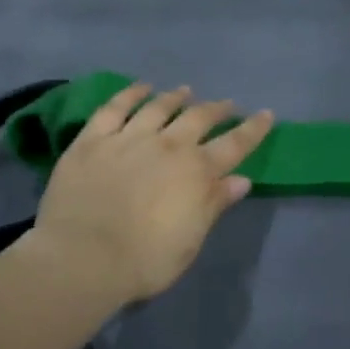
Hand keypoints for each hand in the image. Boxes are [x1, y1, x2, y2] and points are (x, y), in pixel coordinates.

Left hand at [34, 84, 274, 305]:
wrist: (83, 258)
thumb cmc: (145, 260)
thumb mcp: (191, 240)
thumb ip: (214, 205)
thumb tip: (241, 179)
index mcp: (197, 172)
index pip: (234, 144)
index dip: (253, 129)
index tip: (266, 115)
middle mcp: (168, 145)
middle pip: (199, 118)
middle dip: (217, 109)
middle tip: (227, 104)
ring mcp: (129, 138)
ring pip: (159, 107)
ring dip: (176, 97)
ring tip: (185, 90)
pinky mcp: (93, 139)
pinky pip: (115, 108)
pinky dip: (131, 94)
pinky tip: (140, 87)